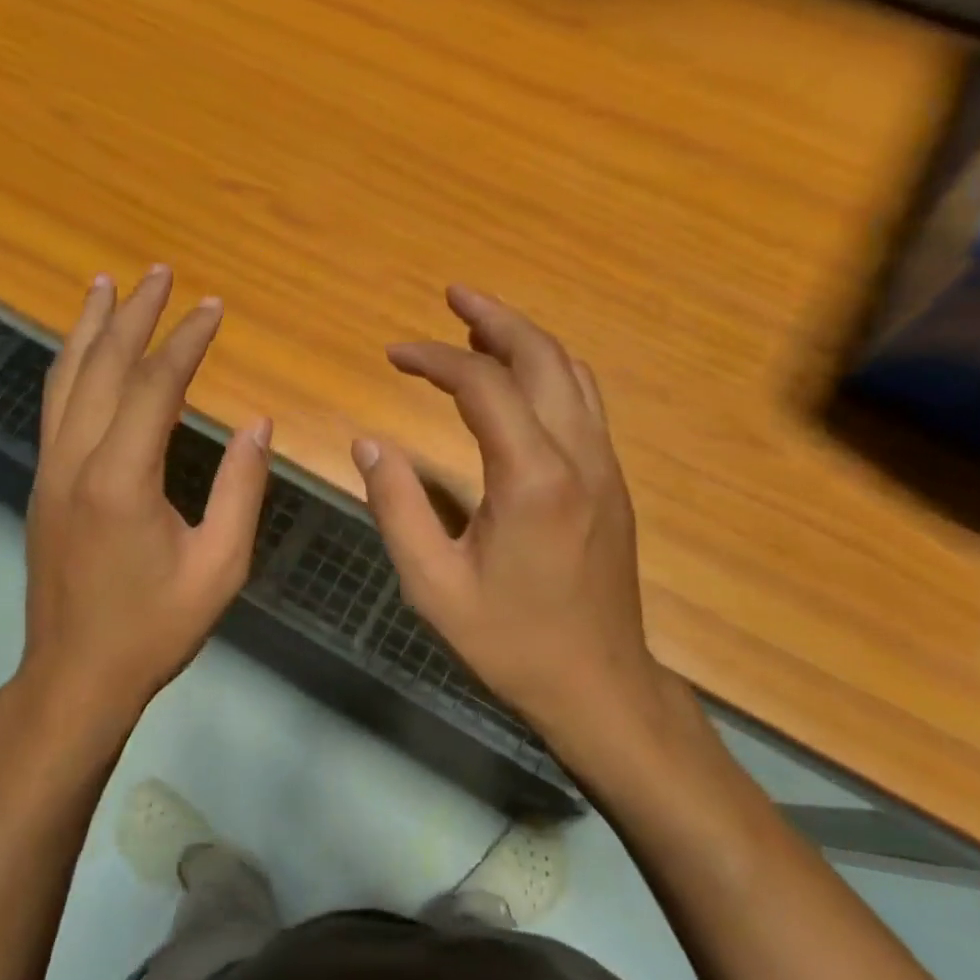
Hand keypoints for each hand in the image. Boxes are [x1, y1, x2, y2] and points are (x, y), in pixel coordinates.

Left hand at [16, 266, 271, 730]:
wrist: (75, 676)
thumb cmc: (154, 627)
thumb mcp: (219, 566)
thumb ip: (242, 490)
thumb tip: (258, 424)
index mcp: (122, 479)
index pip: (154, 386)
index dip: (185, 341)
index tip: (212, 307)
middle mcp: (76, 461)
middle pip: (102, 367)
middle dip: (133, 315)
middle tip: (158, 271)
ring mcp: (50, 470)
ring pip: (65, 380)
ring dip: (88, 328)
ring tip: (105, 286)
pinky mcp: (43, 484)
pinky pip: (55, 406)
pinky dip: (71, 365)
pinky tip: (83, 352)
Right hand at [353, 287, 691, 766]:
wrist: (599, 684)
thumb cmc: (511, 642)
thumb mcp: (434, 585)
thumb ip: (396, 507)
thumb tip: (368, 444)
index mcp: (533, 478)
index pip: (483, 385)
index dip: (435, 359)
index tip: (394, 353)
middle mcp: (578, 456)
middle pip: (543, 357)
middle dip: (495, 319)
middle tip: (452, 295)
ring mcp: (604, 466)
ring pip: (572, 374)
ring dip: (526, 341)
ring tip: (479, 326)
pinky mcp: (610, 482)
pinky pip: (582, 403)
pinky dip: (546, 373)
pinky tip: (516, 381)